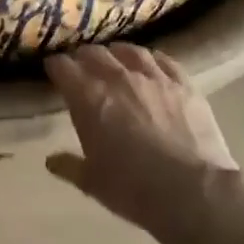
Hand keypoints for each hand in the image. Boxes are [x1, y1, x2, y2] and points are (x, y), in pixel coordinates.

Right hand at [44, 45, 243, 243]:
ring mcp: (154, 77)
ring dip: (117, 54)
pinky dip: (152, 59)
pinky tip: (151, 64)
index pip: (63, 67)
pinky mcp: (184, 84)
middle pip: (94, 53)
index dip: (56, 67)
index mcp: (89, 98)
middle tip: (82, 67)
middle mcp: (118, 78)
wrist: (192, 192)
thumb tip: (51, 160)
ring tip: (115, 59)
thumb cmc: (133, 189)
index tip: (54, 71)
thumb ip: (69, 166)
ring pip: (129, 51)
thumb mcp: (92, 183)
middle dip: (83, 58)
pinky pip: (164, 60)